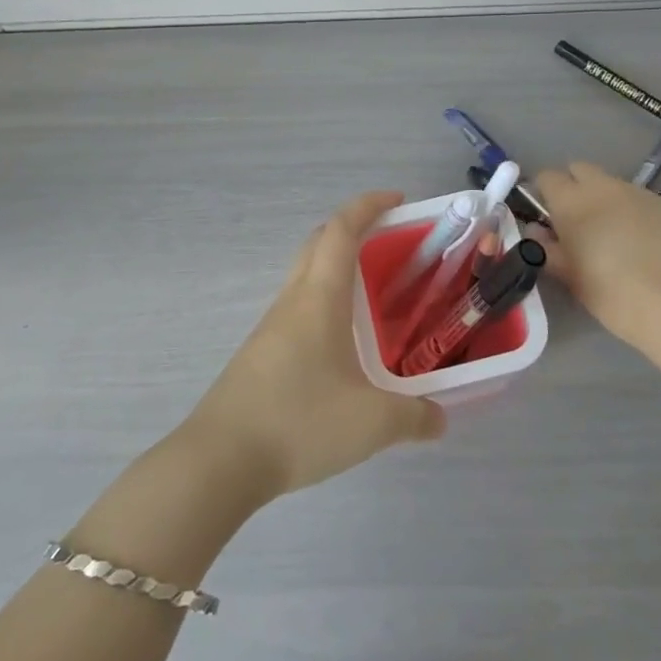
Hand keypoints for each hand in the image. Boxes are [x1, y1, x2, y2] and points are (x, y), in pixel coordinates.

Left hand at [184, 191, 446, 497]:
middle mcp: (293, 300)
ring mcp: (271, 326)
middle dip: (352, 229)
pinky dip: (323, 302)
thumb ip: (415, 417)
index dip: (369, 205)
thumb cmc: (300, 423)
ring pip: (304, 275)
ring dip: (335, 267)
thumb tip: (440, 418)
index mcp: (319, 297)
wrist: (220, 460)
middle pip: (318, 242)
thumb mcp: (373, 423)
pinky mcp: (261, 353)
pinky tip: (341, 344)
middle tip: (389, 242)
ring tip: (372, 295)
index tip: (398, 199)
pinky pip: (297, 308)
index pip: (342, 229)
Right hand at [532, 161, 660, 346]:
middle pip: (580, 169)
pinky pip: (640, 199)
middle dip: (574, 187)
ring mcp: (638, 192)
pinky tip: (643, 242)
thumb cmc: (612, 293)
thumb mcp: (570, 277)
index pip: (547, 177)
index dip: (543, 192)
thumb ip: (548, 249)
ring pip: (612, 184)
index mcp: (571, 201)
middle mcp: (602, 187)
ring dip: (605, 200)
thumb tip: (537, 232)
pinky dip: (633, 212)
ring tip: (614, 234)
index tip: (546, 216)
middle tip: (577, 221)